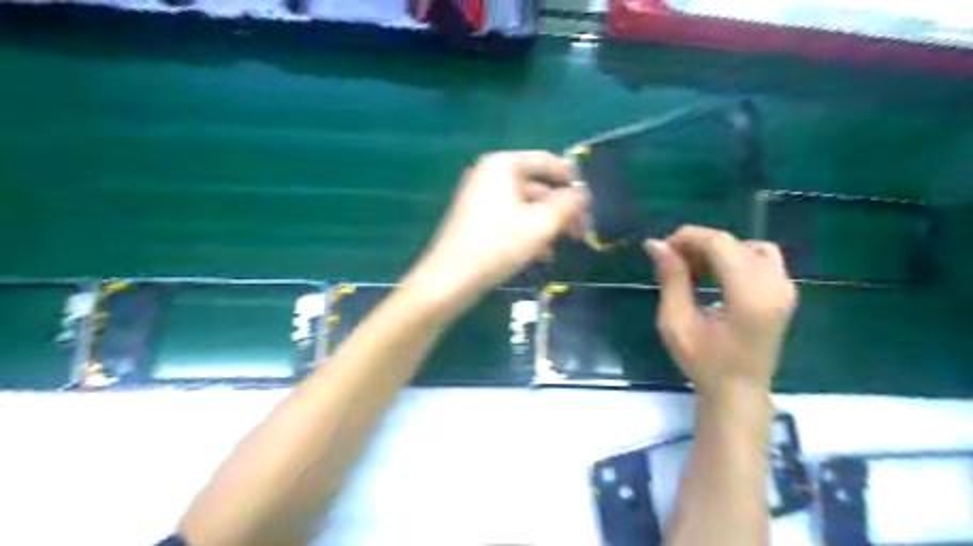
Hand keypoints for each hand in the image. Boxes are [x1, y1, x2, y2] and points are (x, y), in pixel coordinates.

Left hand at [407, 151, 584, 311]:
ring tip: (561, 245)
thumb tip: (582, 195)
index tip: (589, 199)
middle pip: (536, 186)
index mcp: (503, 165)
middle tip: (579, 230)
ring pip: (524, 205)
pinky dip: (527, 231)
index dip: (571, 179)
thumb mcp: (541, 224)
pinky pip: (509, 217)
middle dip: (560, 209)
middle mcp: (489, 174)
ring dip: (546, 224)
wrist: (452, 278)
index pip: (546, 161)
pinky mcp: (475, 218)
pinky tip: (541, 254)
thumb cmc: (498, 244)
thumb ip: (568, 205)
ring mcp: (479, 196)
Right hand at [644, 226, 793, 397]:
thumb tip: (656, 244)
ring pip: (749, 246)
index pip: (719, 244)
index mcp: (749, 296)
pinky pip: (761, 258)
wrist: (738, 391)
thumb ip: (671, 279)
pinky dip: (736, 257)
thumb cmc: (702, 362)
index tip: (661, 249)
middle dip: (698, 244)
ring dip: (718, 250)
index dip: (687, 237)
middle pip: (733, 242)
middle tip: (672, 262)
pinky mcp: (785, 292)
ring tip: (694, 268)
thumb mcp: (677, 322)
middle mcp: (774, 285)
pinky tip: (717, 276)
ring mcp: (785, 288)